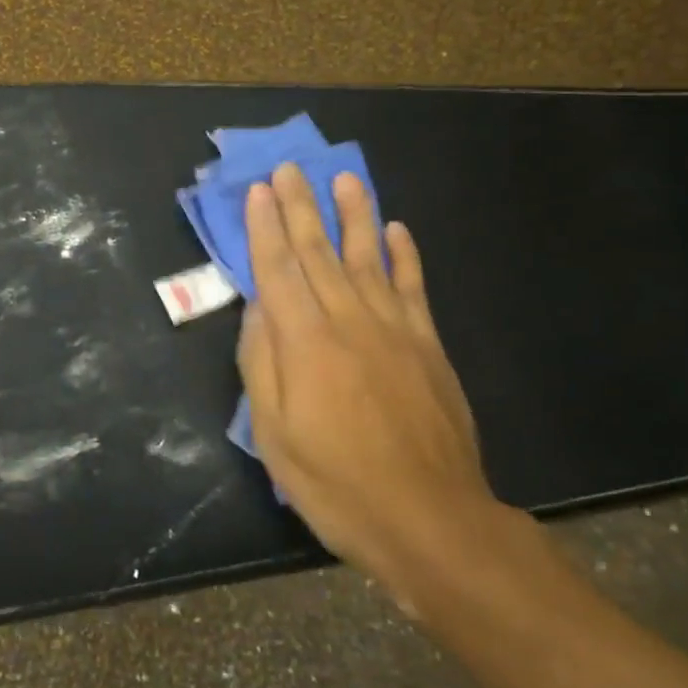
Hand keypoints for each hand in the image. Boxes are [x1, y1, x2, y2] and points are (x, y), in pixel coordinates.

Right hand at [237, 165, 514, 603]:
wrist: (429, 519)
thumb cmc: (337, 483)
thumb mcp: (275, 435)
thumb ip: (262, 363)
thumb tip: (257, 307)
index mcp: (306, 342)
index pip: (279, 270)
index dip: (266, 228)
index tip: (260, 190)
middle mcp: (349, 321)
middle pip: (320, 252)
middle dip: (302, 208)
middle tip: (291, 168)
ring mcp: (395, 329)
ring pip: (369, 258)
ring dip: (355, 215)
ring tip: (345, 180)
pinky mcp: (428, 345)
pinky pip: (413, 287)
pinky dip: (404, 255)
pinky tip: (397, 231)